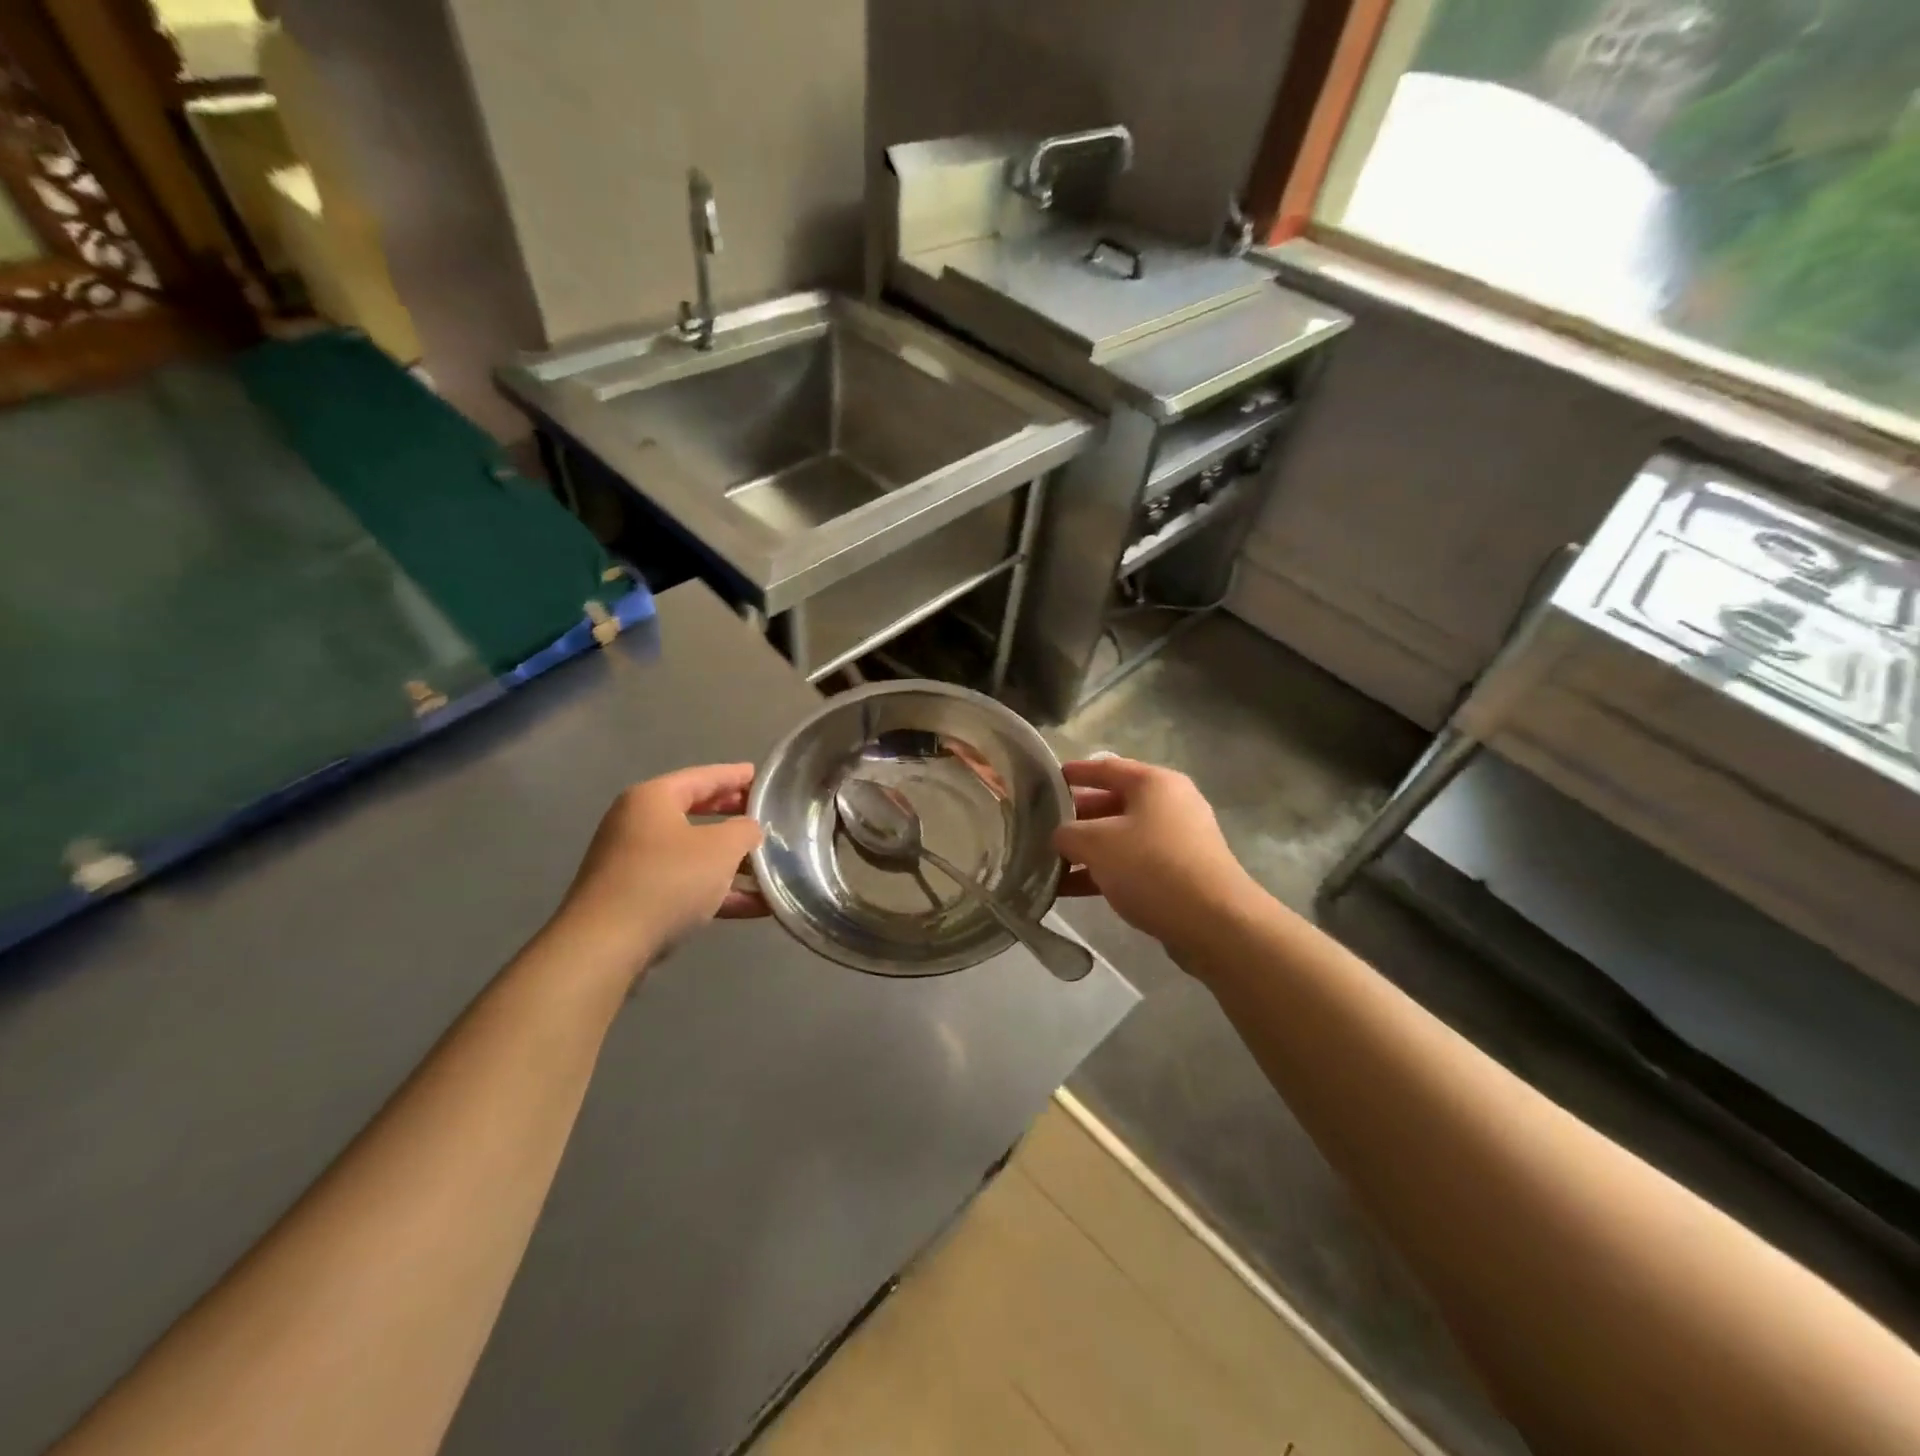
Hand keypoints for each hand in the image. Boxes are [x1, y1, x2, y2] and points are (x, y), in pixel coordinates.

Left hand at [550, 764, 766, 972]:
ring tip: (770, 867)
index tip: (760, 776)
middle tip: (764, 816)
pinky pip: (686, 885)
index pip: (702, 777)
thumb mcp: (721, 848)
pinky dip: (718, 891)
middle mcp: (638, 824)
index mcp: (653, 799)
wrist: (606, 946)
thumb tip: (749, 829)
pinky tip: (756, 906)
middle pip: (696, 813)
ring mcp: (634, 863)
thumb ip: (744, 831)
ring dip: (731, 862)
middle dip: (733, 817)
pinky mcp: (636, 899)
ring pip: (693, 854)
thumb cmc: (667, 880)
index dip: (734, 775)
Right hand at [1054, 757, 1261, 957]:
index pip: (1106, 767)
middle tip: (1040, 828)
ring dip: (1086, 851)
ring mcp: (1177, 841)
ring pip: (1120, 838)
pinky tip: (1070, 890)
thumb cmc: (1152, 867)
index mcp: (1154, 783)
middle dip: (1076, 818)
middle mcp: (1169, 804)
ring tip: (1048, 863)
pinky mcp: (1180, 874)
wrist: (1215, 923)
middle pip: (1112, 803)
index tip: (1045, 780)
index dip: (1074, 772)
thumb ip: (1068, 833)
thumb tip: (1060, 836)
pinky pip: (1132, 865)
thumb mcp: (1097, 844)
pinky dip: (1103, 873)